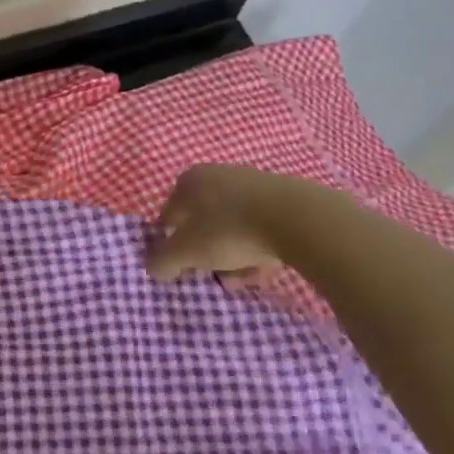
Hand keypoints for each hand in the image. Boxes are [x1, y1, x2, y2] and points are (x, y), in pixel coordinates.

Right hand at [146, 164, 288, 281]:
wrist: (298, 219)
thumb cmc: (230, 230)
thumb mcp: (186, 251)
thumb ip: (162, 261)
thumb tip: (154, 268)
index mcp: (190, 180)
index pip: (169, 216)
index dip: (171, 245)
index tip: (183, 269)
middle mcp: (218, 175)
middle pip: (203, 223)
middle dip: (207, 254)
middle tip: (215, 276)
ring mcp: (252, 184)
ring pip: (232, 228)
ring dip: (233, 256)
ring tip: (243, 279)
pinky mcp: (282, 198)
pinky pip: (260, 228)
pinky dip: (258, 248)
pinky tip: (265, 269)